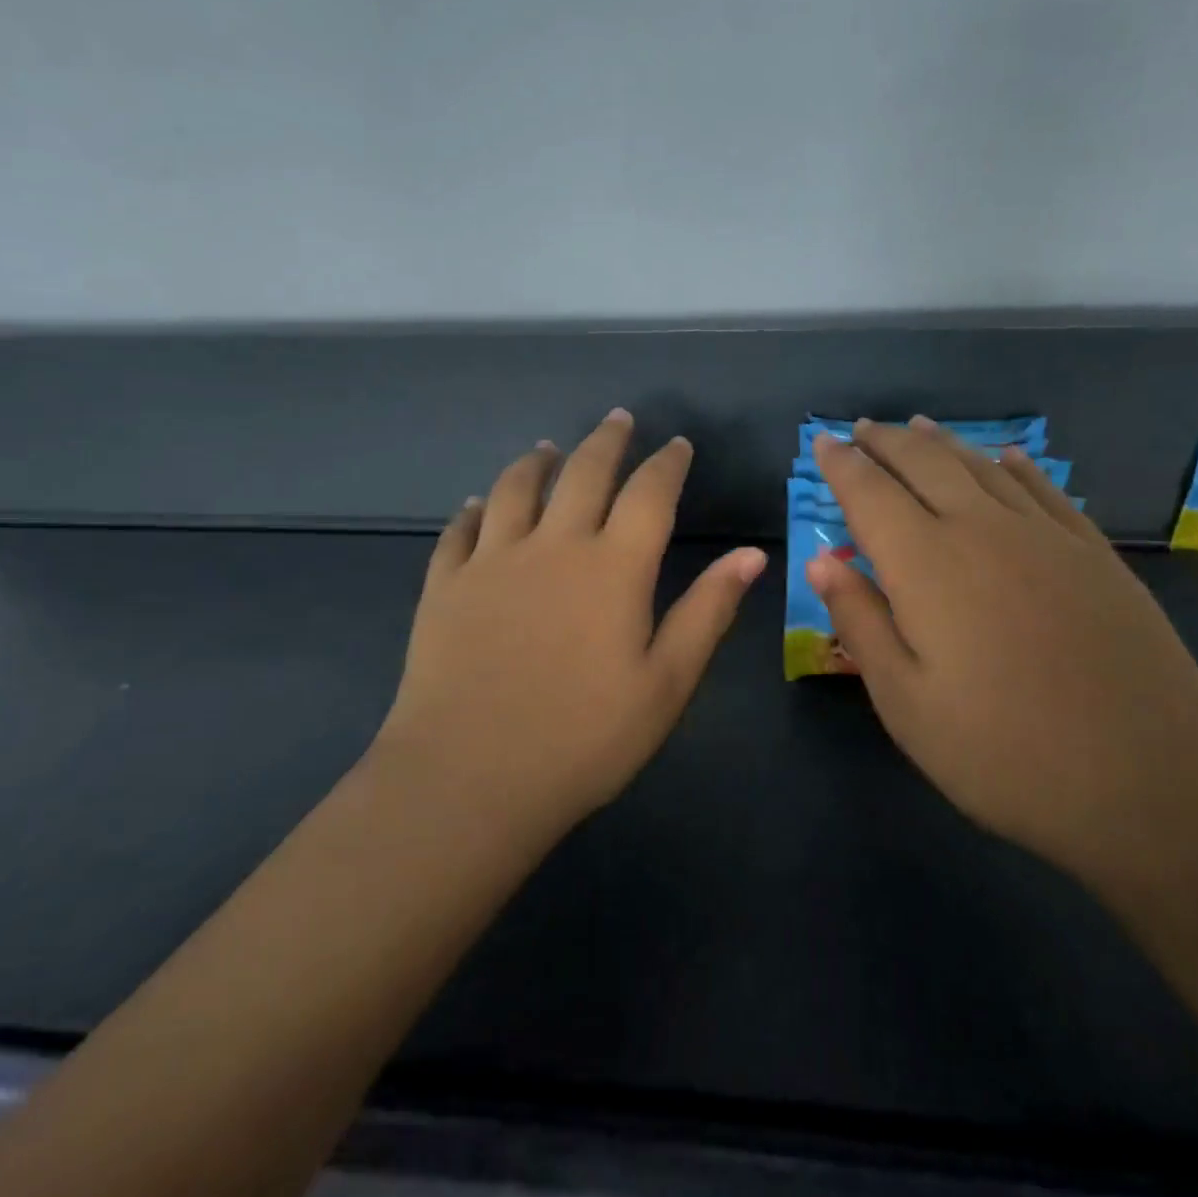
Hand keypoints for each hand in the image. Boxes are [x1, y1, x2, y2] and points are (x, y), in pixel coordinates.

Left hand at [378, 409, 767, 839]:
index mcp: (613, 568)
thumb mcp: (665, 683)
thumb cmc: (583, 738)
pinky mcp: (445, 585)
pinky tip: (478, 505)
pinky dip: (474, 510)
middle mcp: (553, 546)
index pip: (648, 494)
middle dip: (606, 441)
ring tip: (548, 448)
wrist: (469, 778)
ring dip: (537, 462)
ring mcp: (492, 561)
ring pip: (515, 488)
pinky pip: (460, 531)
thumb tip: (752, 554)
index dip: (667, 463)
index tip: (677, 444)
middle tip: (618, 418)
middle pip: (583, 473)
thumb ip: (707, 611)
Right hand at [807, 418, 1197, 870]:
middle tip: (862, 428)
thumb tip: (820, 561)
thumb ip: (860, 622)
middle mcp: (982, 529)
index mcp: (925, 564)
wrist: (1152, 776)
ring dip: (942, 443)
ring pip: (981, 466)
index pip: (870, 494)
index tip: (822, 442)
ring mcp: (1044, 535)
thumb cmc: (1004, 752)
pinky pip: (1043, 488)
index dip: (842, 465)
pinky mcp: (1093, 552)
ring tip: (916, 428)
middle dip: (886, 442)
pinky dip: (1014, 465)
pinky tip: (1005, 456)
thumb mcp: (905, 702)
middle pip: (925, 464)